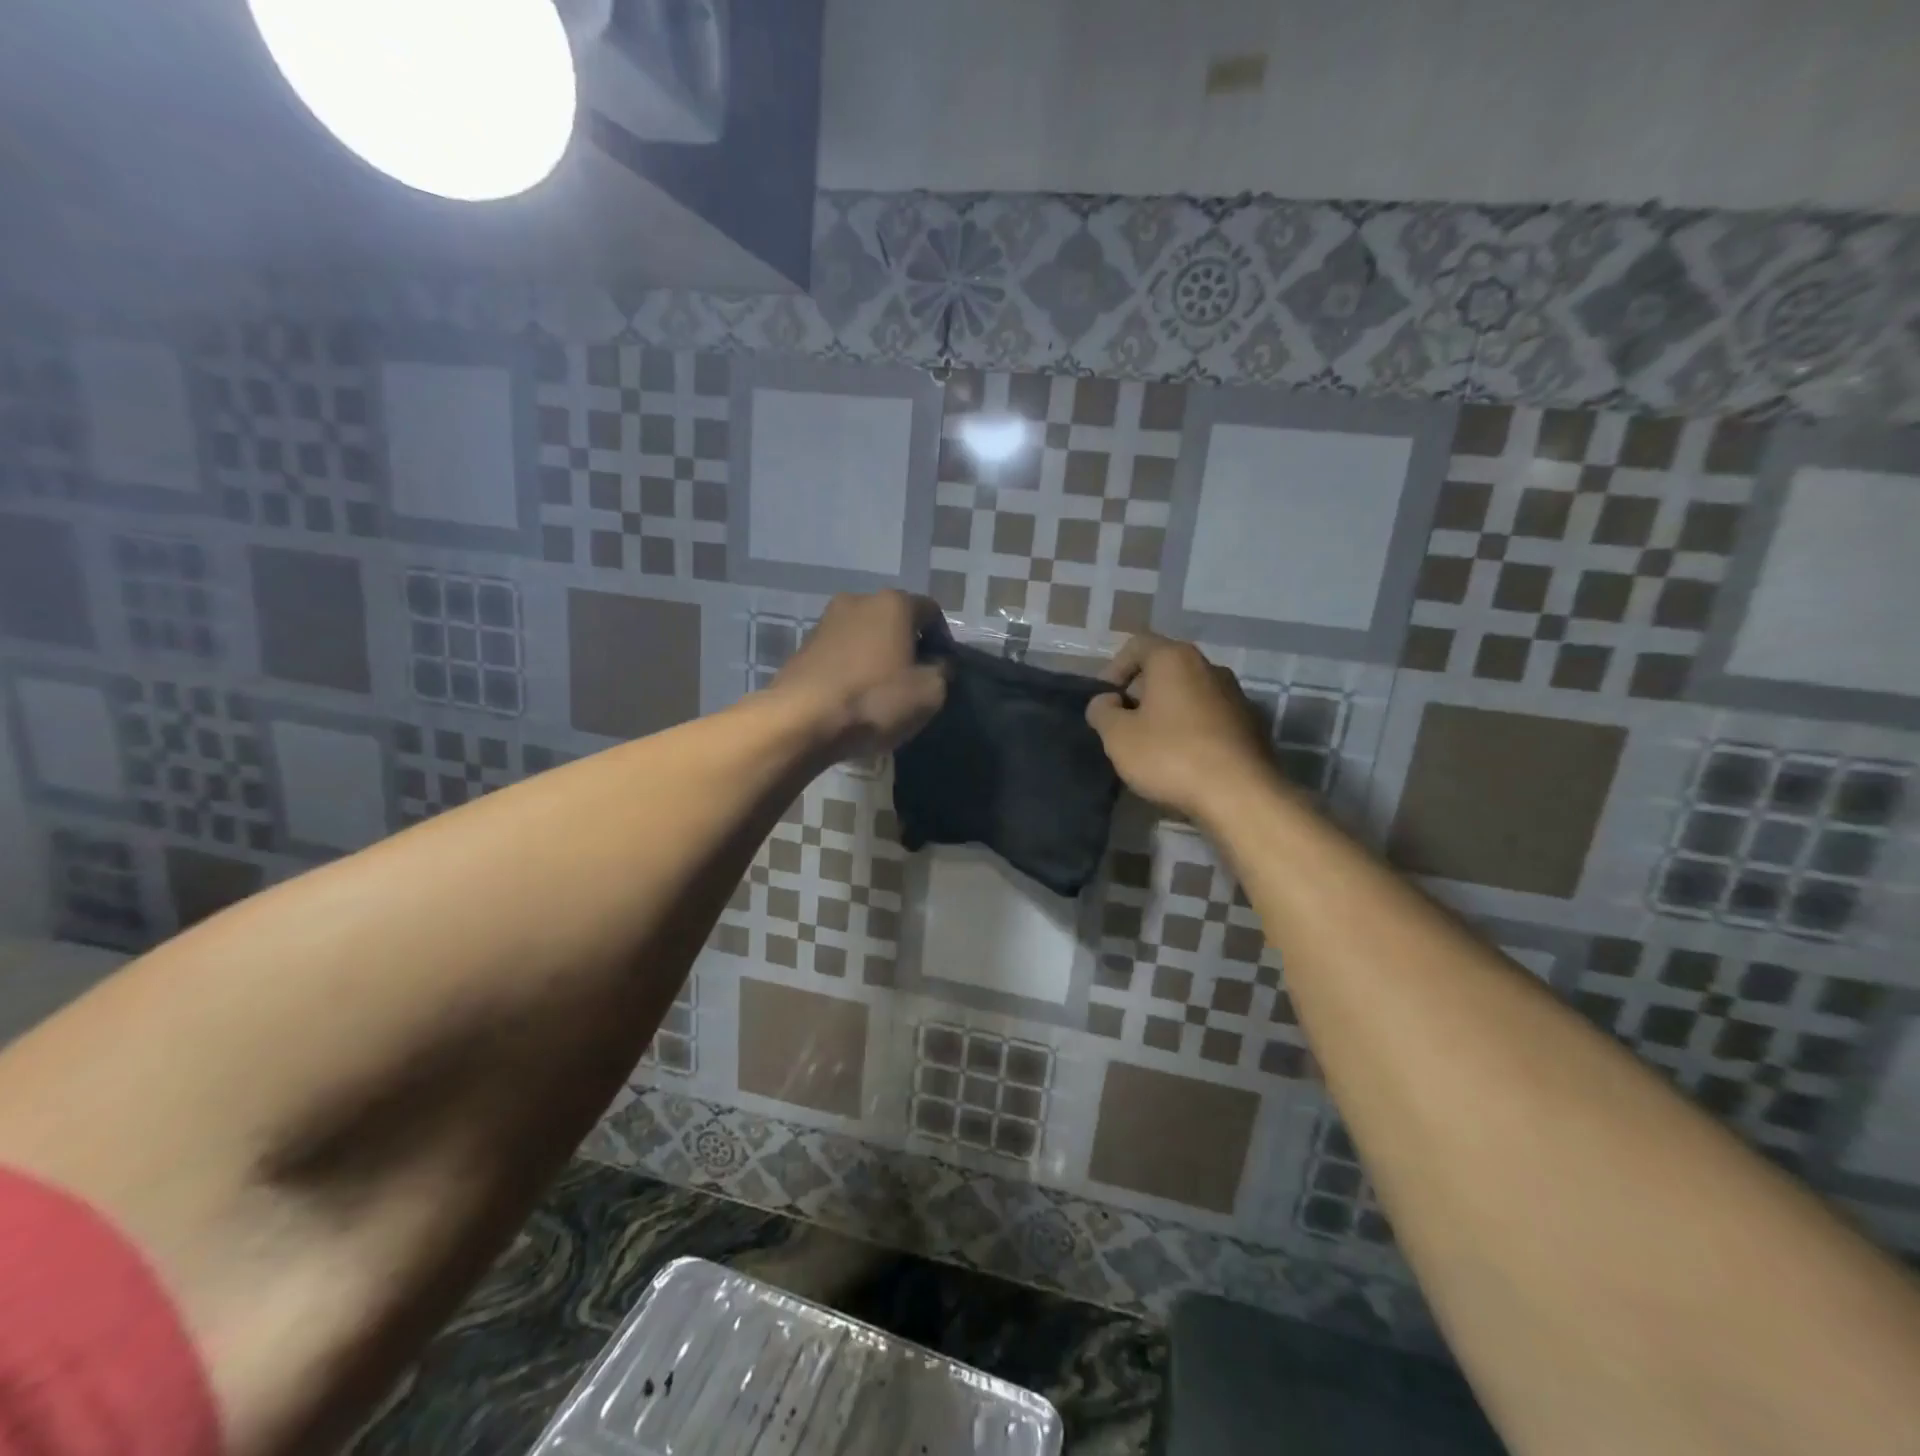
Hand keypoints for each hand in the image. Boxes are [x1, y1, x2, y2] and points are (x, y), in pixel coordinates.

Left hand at [770, 591, 949, 757]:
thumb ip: (942, 671)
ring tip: (883, 693)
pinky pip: (842, 654)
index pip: (931, 612)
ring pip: (866, 637)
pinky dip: (854, 670)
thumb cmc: (875, 700)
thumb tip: (937, 664)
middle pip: (895, 621)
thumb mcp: (930, 693)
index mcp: (893, 603)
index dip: (943, 640)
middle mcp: (858, 600)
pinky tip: (855, 698)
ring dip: (879, 658)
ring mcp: (825, 622)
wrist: (801, 721)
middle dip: (908, 647)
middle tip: (914, 682)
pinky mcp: (803, 647)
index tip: (942, 670)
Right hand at [1085, 634, 1274, 821]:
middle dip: (1140, 693)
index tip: (1104, 701)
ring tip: (1152, 746)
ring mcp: (1236, 696)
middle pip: (1165, 669)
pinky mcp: (1252, 725)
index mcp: (1175, 659)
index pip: (1137, 645)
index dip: (1113, 669)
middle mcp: (1209, 667)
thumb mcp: (1118, 736)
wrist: (1240, 795)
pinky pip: (1210, 718)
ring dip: (1167, 713)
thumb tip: (1107, 702)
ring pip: (1189, 694)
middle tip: (1124, 725)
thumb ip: (1102, 712)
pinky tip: (1183, 761)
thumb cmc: (1170, 756)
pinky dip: (1191, 730)